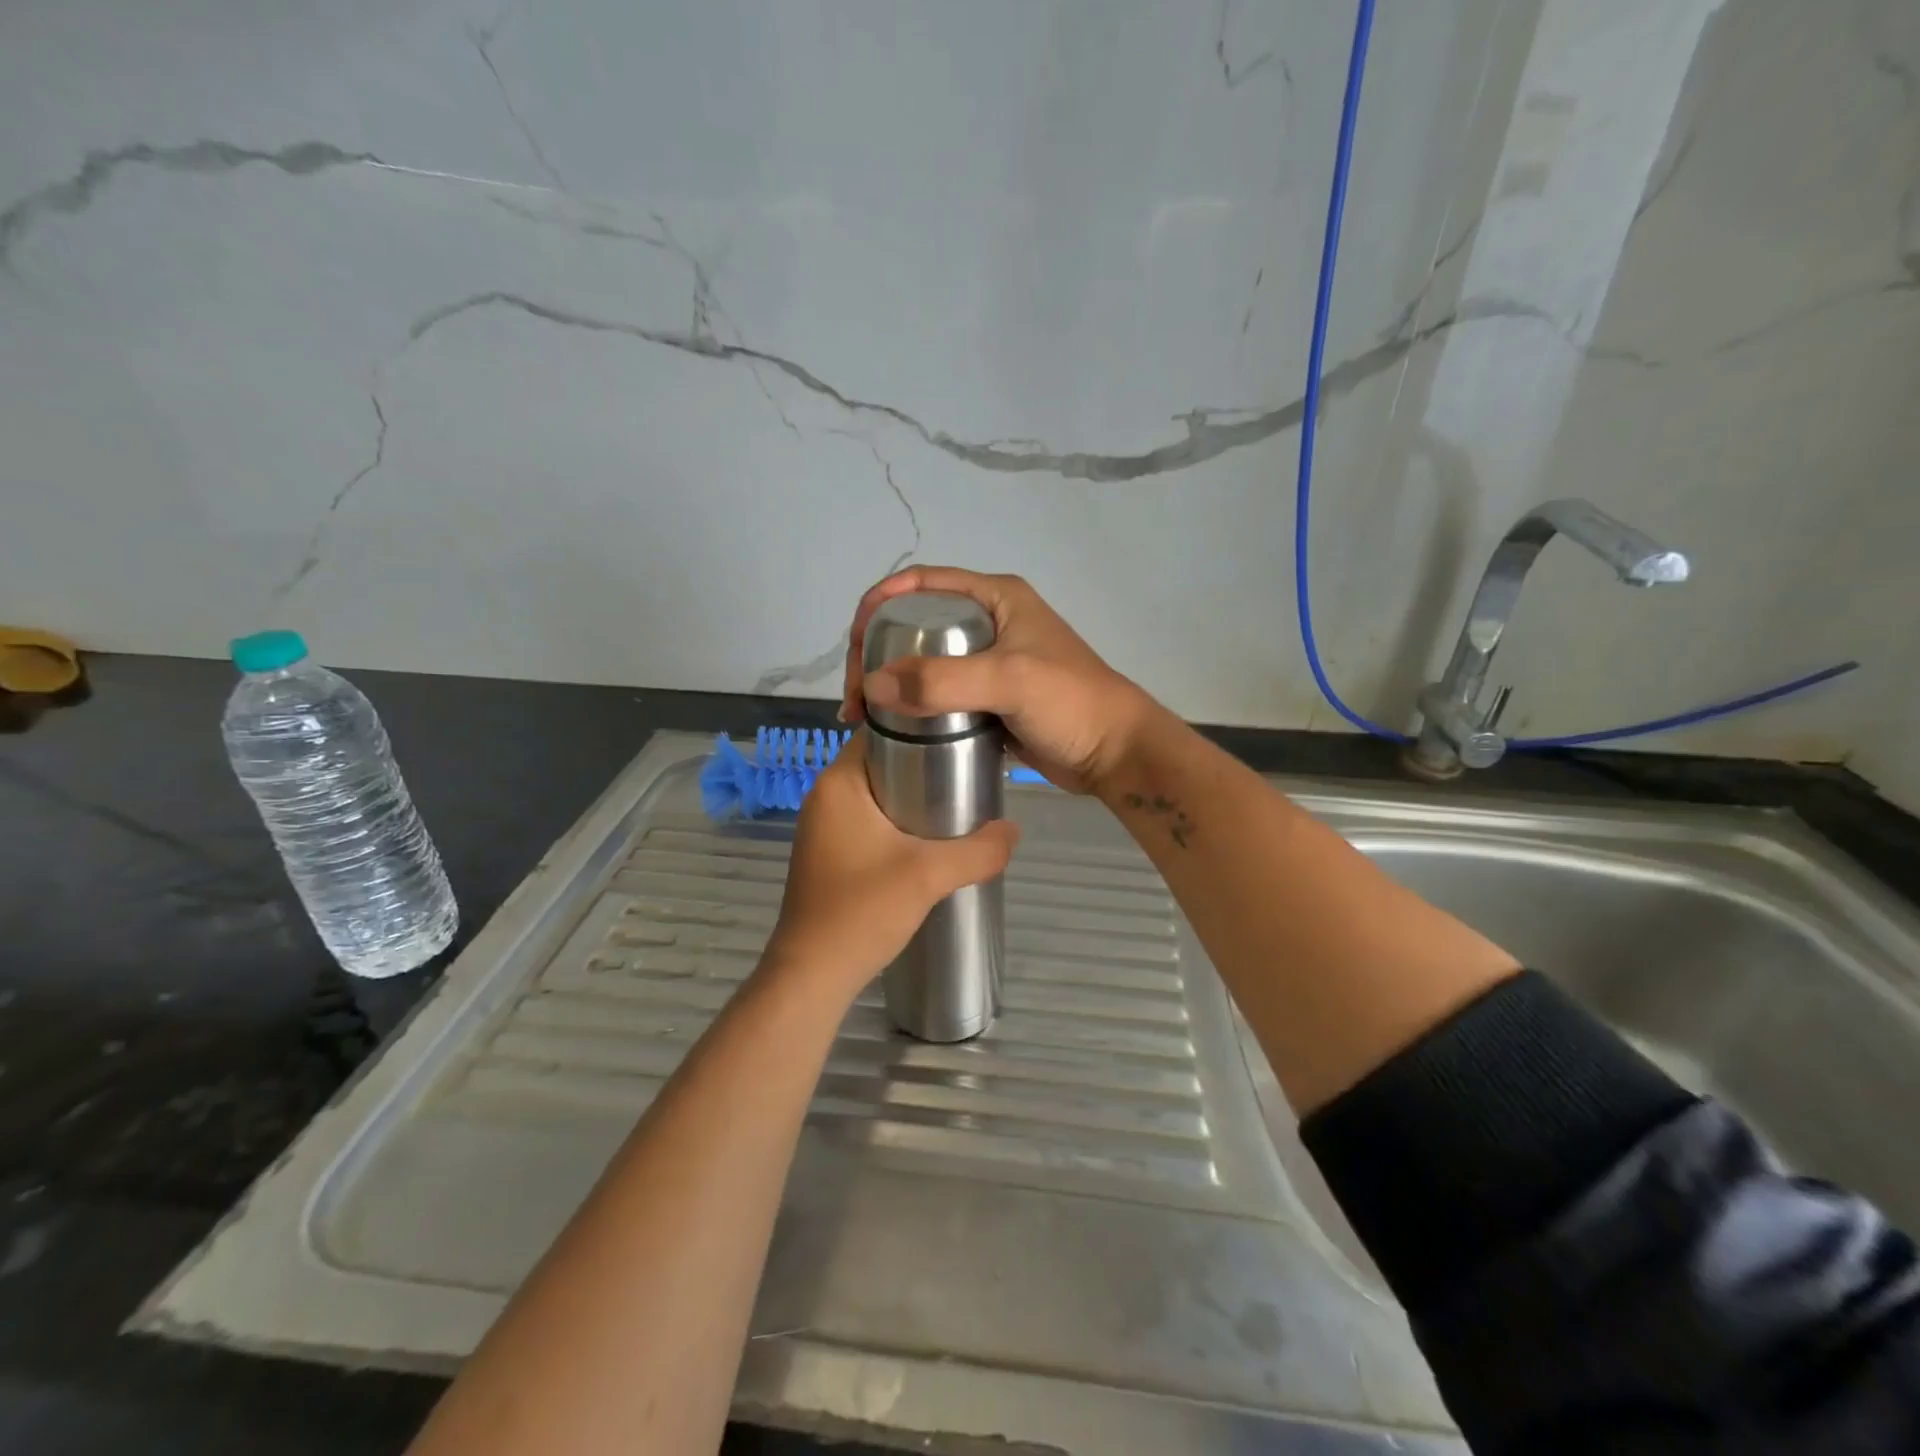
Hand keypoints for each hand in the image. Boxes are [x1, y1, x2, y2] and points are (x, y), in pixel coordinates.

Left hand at [761, 735, 1019, 999]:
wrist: (813, 975)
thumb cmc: (862, 911)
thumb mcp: (929, 875)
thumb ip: (979, 850)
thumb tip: (1013, 830)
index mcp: (839, 783)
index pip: (880, 731)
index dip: (921, 727)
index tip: (960, 735)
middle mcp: (825, 796)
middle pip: (882, 762)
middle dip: (924, 764)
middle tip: (968, 771)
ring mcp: (823, 827)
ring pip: (877, 794)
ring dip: (912, 796)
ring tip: (957, 803)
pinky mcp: (828, 854)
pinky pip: (868, 821)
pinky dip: (897, 822)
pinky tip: (928, 840)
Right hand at [839, 567, 1160, 794]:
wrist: (1114, 753)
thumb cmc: (1070, 703)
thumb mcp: (1009, 681)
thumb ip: (942, 681)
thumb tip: (872, 686)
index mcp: (995, 598)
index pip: (922, 583)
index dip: (880, 602)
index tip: (853, 642)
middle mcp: (988, 623)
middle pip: (915, 625)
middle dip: (877, 653)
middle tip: (857, 695)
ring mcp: (987, 663)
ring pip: (924, 664)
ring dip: (891, 684)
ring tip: (864, 717)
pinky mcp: (988, 699)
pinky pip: (939, 696)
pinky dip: (913, 709)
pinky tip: (893, 730)